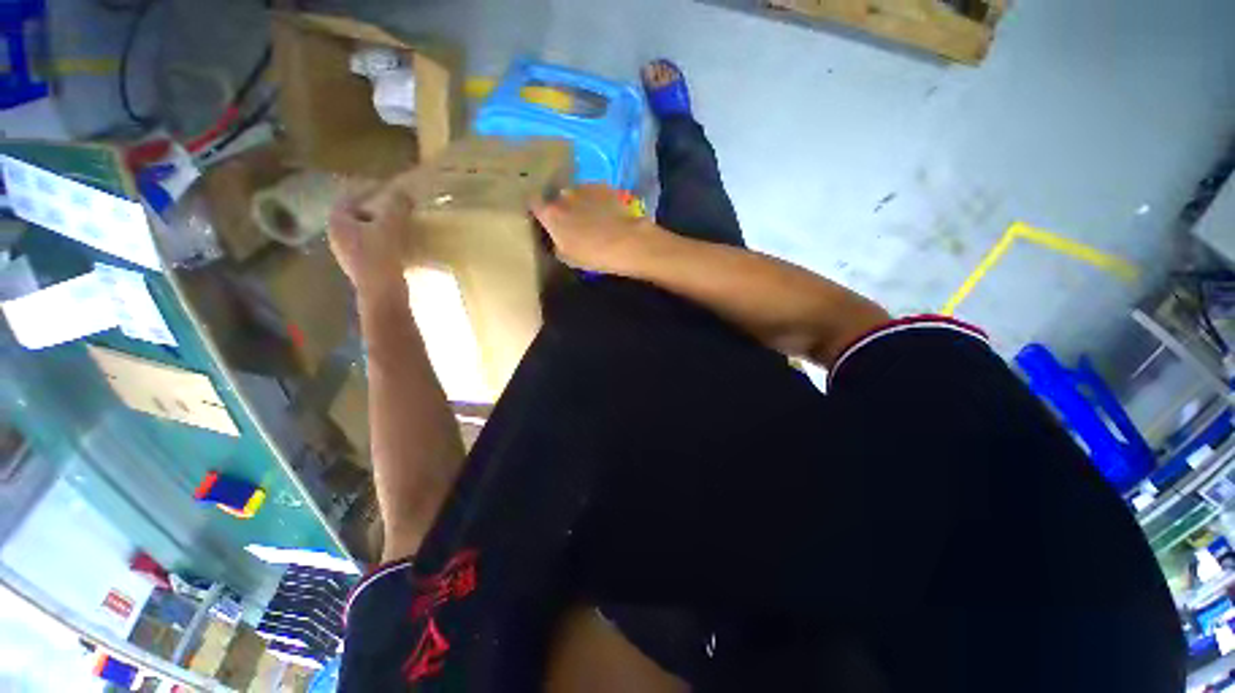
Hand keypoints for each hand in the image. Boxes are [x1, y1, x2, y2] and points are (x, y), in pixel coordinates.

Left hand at [328, 191, 411, 305]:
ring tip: (401, 224)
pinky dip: (384, 240)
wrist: (383, 293)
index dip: (367, 189)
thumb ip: (396, 206)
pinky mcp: (362, 267)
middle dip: (376, 209)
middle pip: (357, 215)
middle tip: (395, 205)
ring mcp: (349, 254)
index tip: (386, 187)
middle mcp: (337, 237)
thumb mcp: (391, 226)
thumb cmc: (381, 256)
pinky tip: (400, 243)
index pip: (349, 197)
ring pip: (365, 232)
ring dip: (381, 226)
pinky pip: (372, 246)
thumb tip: (403, 192)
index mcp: (338, 222)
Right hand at [531, 185, 658, 274]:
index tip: (543, 217)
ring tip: (592, 218)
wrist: (625, 241)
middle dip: (561, 207)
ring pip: (575, 194)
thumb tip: (556, 237)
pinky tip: (606, 213)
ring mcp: (583, 188)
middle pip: (556, 198)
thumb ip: (555, 242)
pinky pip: (593, 192)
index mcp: (551, 214)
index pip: (533, 203)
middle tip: (572, 222)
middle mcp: (563, 195)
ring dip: (579, 203)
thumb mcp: (566, 257)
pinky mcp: (602, 186)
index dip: (538, 209)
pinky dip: (596, 200)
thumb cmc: (593, 255)